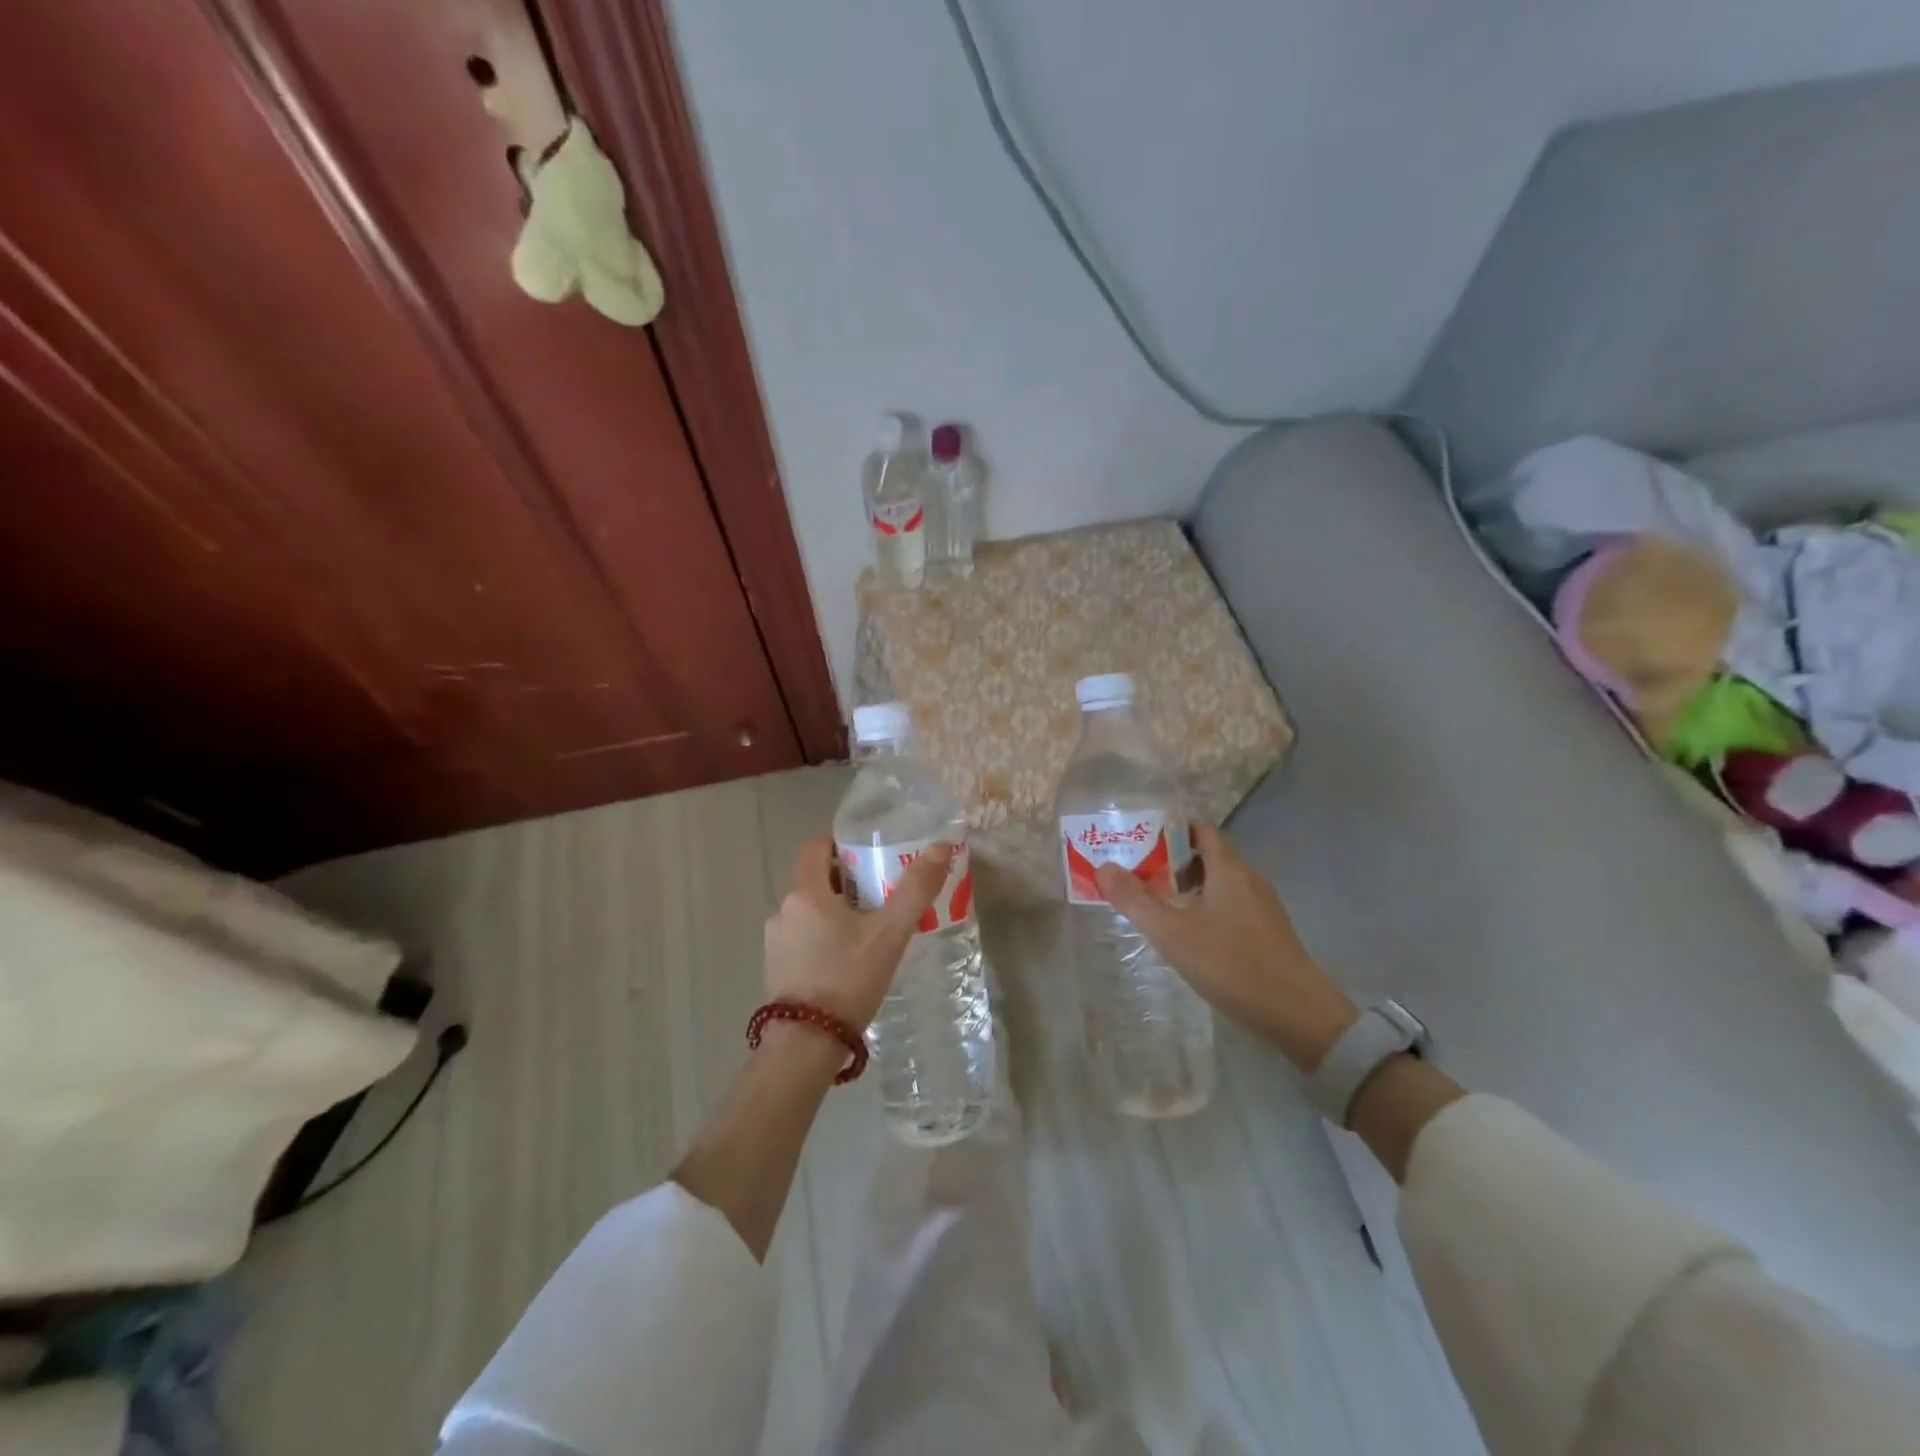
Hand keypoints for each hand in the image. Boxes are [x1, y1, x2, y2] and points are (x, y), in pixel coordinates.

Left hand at [764, 836, 954, 1028]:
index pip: (816, 846)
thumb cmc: (847, 978)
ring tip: (872, 927)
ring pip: (810, 910)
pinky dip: (825, 936)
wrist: (805, 1045)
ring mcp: (776, 942)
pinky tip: (850, 959)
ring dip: (837, 910)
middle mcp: (783, 910)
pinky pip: (803, 937)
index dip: (842, 842)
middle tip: (883, 890)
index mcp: (805, 893)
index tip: (871, 851)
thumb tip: (942, 847)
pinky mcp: (776, 969)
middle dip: (848, 879)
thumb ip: (916, 888)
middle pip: (816, 879)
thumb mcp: (890, 933)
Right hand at [1095, 823, 1358, 1070]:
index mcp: (1230, 870)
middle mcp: (1249, 879)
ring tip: (1154, 903)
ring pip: (1218, 883)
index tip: (1137, 840)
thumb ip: (1135, 900)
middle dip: (1170, 860)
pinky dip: (1204, 907)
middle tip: (1136, 873)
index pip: (1200, 831)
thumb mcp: (1173, 934)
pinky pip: (1229, 905)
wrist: (1300, 1016)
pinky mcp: (1267, 932)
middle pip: (1207, 856)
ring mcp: (1262, 907)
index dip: (1169, 831)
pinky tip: (1187, 933)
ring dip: (1186, 887)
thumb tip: (1104, 867)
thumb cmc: (1233, 965)